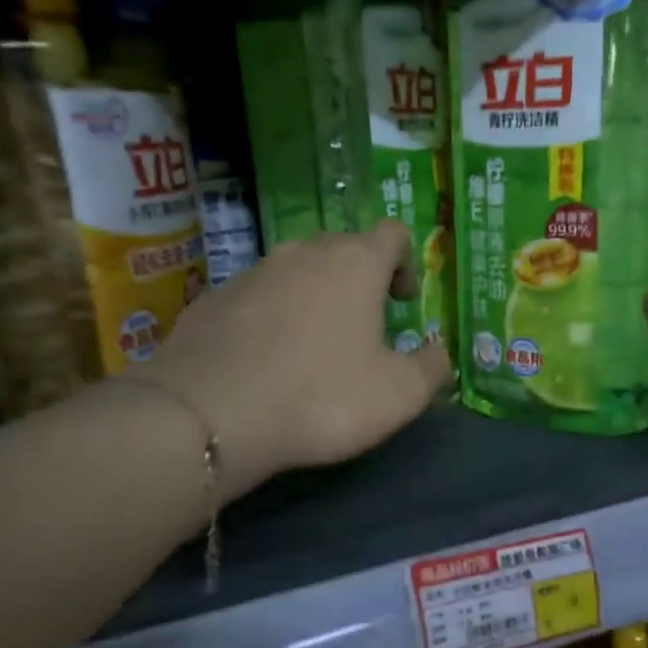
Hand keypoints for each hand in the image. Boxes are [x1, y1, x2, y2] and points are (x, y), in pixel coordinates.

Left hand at [142, 221, 450, 497]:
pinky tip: (267, 363)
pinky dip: (272, 319)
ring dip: (314, 299)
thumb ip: (431, 368)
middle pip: (343, 248)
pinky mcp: (212, 299)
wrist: (209, 414)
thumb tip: (438, 353)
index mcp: (355, 263)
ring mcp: (251, 272)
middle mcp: (302, 252)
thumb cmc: (321, 396)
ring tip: (313, 349)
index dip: (406, 262)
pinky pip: (257, 298)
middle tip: (365, 328)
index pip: (392, 233)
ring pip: (296, 272)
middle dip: (360, 281)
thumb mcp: (399, 395)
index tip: (403, 303)